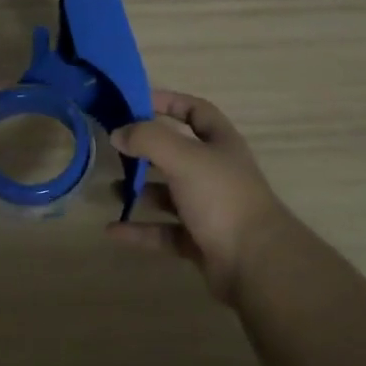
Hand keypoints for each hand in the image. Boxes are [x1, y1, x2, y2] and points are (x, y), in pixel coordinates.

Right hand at [108, 91, 290, 301]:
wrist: (256, 264)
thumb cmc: (221, 197)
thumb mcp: (184, 157)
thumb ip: (148, 139)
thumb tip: (118, 133)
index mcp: (220, 143)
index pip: (195, 111)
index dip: (169, 102)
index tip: (135, 102)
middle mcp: (216, 172)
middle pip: (177, 153)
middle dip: (146, 151)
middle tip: (115, 149)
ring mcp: (209, 208)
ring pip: (169, 194)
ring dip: (140, 190)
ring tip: (109, 190)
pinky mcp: (200, 242)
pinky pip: (163, 231)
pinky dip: (139, 230)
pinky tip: (112, 230)